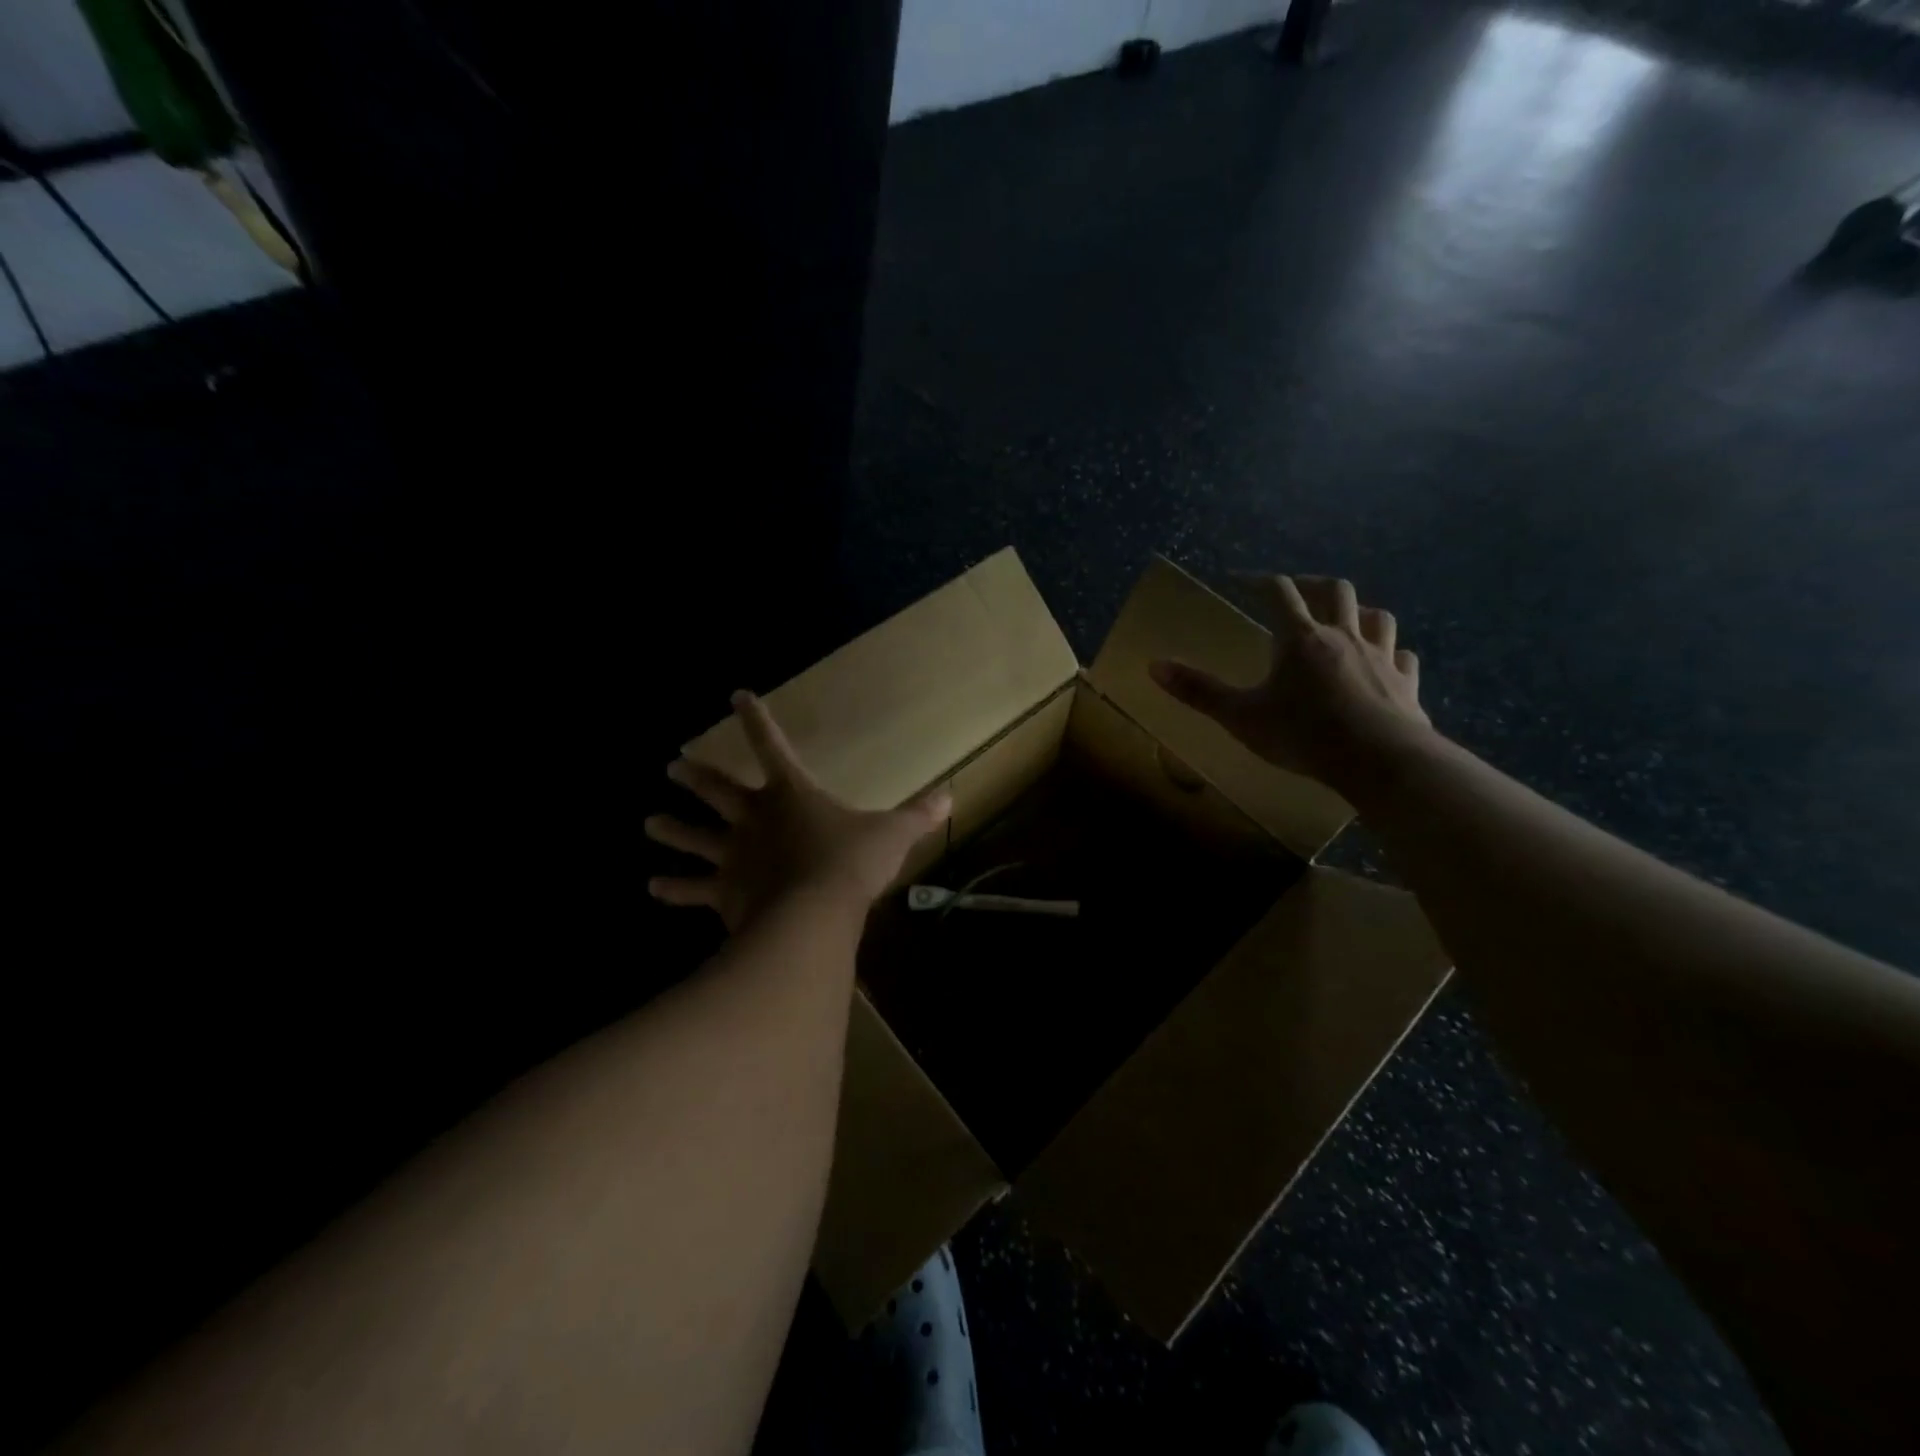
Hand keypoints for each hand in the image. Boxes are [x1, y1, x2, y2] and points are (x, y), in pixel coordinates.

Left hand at [646, 691, 952, 932]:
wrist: (813, 916)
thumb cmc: (850, 864)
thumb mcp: (892, 835)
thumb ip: (918, 815)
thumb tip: (951, 796)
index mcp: (791, 794)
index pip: (771, 745)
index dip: (755, 719)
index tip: (735, 696)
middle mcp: (754, 818)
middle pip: (719, 790)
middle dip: (696, 776)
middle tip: (671, 767)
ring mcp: (735, 856)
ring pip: (696, 838)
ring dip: (673, 829)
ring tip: (649, 822)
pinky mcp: (725, 893)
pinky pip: (694, 889)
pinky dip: (674, 889)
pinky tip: (653, 887)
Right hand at [1149, 574, 1433, 793]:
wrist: (1379, 760)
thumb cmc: (1303, 735)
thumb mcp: (1240, 716)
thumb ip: (1199, 691)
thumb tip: (1153, 666)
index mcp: (1300, 638)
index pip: (1279, 592)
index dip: (1259, 581)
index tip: (1242, 580)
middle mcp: (1343, 636)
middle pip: (1335, 590)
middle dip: (1313, 585)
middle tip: (1296, 592)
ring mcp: (1381, 657)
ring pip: (1377, 617)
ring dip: (1360, 611)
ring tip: (1345, 619)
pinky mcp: (1406, 684)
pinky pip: (1404, 658)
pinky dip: (1393, 653)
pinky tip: (1388, 662)